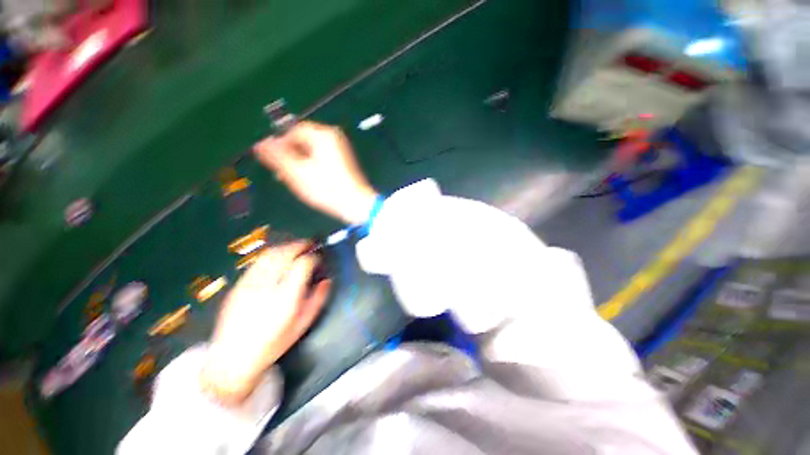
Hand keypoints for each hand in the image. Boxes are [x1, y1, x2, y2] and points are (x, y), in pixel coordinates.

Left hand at [201, 241, 331, 404]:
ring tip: (296, 247)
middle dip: (300, 245)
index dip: (313, 257)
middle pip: (285, 254)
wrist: (231, 359)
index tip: (318, 258)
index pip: (302, 265)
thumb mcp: (302, 325)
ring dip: (286, 246)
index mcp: (286, 299)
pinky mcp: (238, 285)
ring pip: (270, 254)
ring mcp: (249, 285)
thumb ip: (318, 300)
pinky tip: (278, 257)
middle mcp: (266, 287)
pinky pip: (258, 262)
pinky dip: (272, 254)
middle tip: (310, 244)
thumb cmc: (273, 344)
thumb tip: (326, 280)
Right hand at [253, 121, 378, 224]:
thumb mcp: (297, 173)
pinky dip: (312, 165)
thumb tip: (260, 143)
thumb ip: (277, 156)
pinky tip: (309, 179)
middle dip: (290, 154)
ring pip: (311, 150)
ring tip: (294, 178)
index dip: (280, 144)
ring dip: (300, 161)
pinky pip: (321, 157)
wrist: (356, 204)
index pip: (293, 131)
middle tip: (283, 173)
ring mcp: (340, 149)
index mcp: (323, 135)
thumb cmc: (327, 188)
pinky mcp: (343, 161)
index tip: (274, 161)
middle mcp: (333, 137)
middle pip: (303, 140)